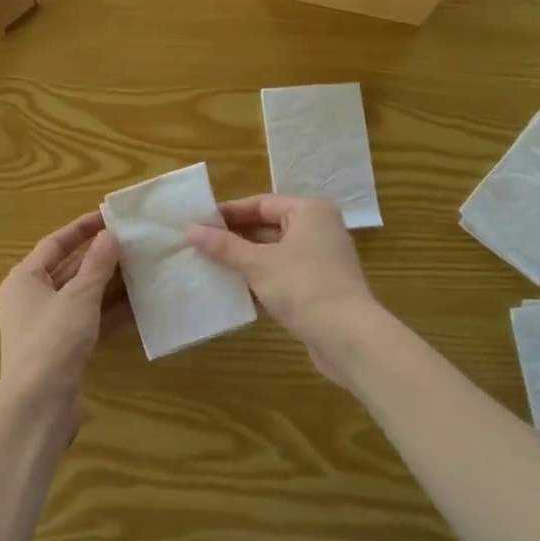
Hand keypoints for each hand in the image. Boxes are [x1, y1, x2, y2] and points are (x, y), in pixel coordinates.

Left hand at [0, 211, 126, 419]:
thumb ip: (97, 264)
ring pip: (82, 296)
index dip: (82, 228)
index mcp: (25, 279)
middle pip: (70, 269)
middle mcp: (32, 298)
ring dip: (110, 285)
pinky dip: (110, 313)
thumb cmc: (52, 341)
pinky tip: (139, 307)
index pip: (55, 243)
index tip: (110, 216)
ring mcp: (47, 326)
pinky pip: (89, 321)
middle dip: (101, 257)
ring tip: (142, 270)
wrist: (38, 407)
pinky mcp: (63, 349)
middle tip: (133, 243)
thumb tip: (110, 234)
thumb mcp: (79, 297)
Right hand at [183, 196, 377, 375]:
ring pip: (275, 253)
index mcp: (309, 212)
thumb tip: (190, 229)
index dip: (229, 212)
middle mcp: (319, 229)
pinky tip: (234, 290)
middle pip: (268, 227)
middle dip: (235, 238)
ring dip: (246, 261)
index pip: (261, 203)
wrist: (349, 337)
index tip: (199, 221)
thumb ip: (224, 246)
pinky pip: (283, 275)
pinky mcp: (320, 287)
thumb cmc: (303, 287)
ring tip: (210, 266)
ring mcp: (321, 260)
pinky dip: (261, 280)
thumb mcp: (258, 264)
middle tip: (200, 245)